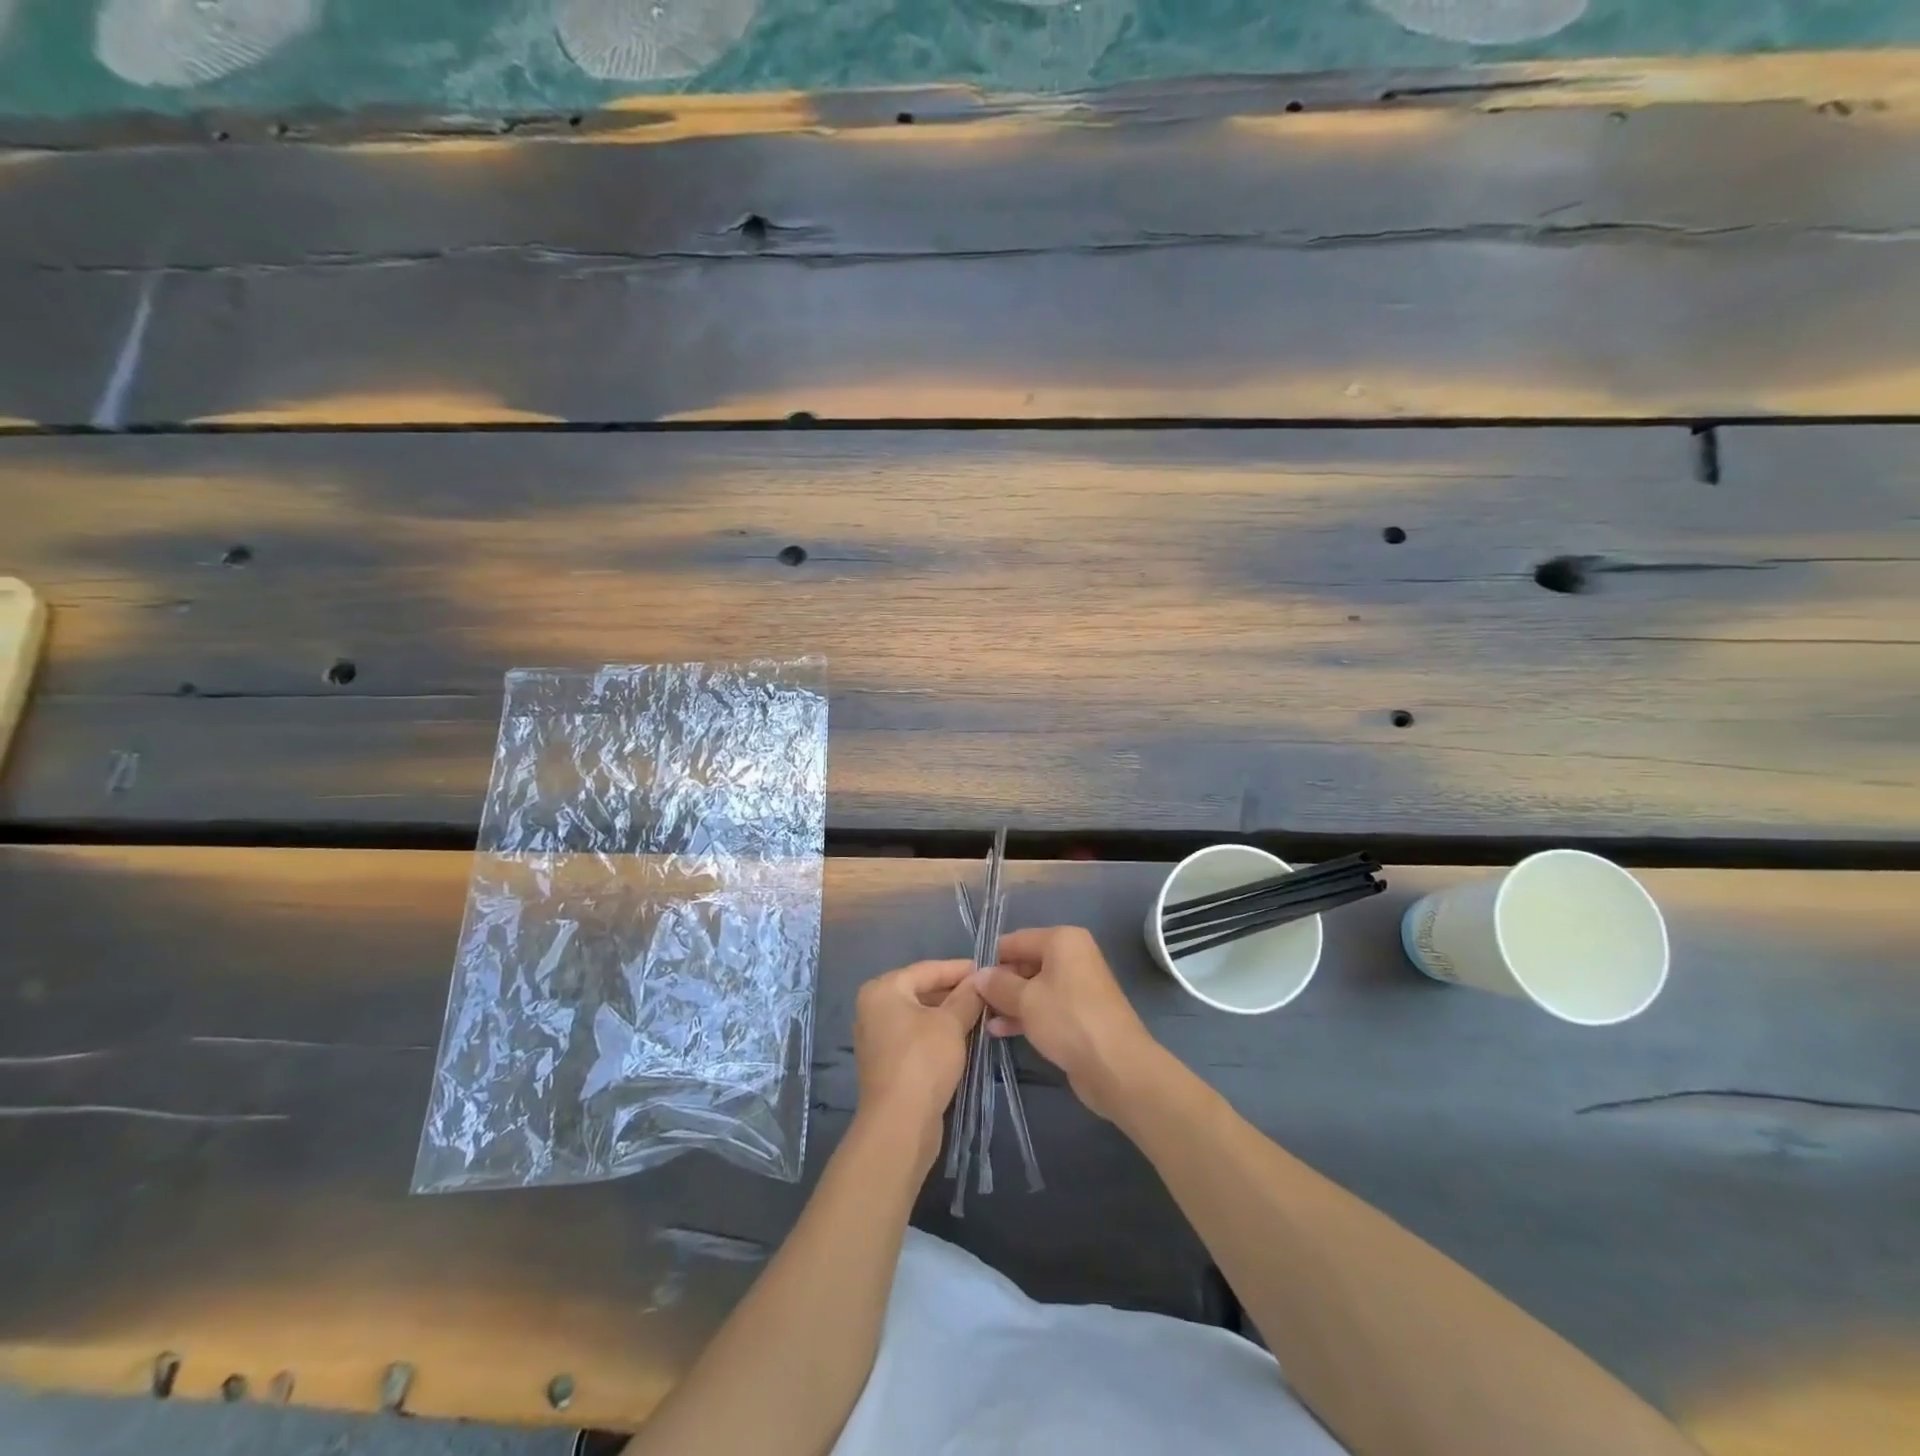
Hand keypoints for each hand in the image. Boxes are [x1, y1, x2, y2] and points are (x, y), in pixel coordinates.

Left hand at [852, 959, 982, 1168]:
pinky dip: (938, 1034)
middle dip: (956, 992)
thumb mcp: (951, 1023)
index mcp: (883, 989)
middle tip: (989, 992)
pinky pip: (916, 1036)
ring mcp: (878, 1037)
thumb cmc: (923, 1061)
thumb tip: (981, 979)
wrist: (899, 1124)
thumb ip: (967, 996)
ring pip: (921, 1015)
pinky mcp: (887, 1062)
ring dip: (950, 1014)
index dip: (961, 969)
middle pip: (922, 991)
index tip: (990, 969)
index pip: (928, 969)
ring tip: (983, 1012)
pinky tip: (964, 1036)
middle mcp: (874, 1008)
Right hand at [978, 926, 1157, 1122]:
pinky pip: (1045, 1007)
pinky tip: (999, 1030)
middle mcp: (1072, 956)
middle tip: (972, 1001)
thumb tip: (977, 976)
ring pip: (1034, 987)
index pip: (1016, 940)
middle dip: (1000, 983)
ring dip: (1009, 1002)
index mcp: (1062, 940)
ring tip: (981, 1018)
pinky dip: (1025, 1015)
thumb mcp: (1025, 1000)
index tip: (966, 978)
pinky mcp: (1079, 1014)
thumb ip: (998, 985)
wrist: (1116, 1066)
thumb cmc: (1068, 1019)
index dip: (990, 958)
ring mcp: (1077, 986)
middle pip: (1025, 963)